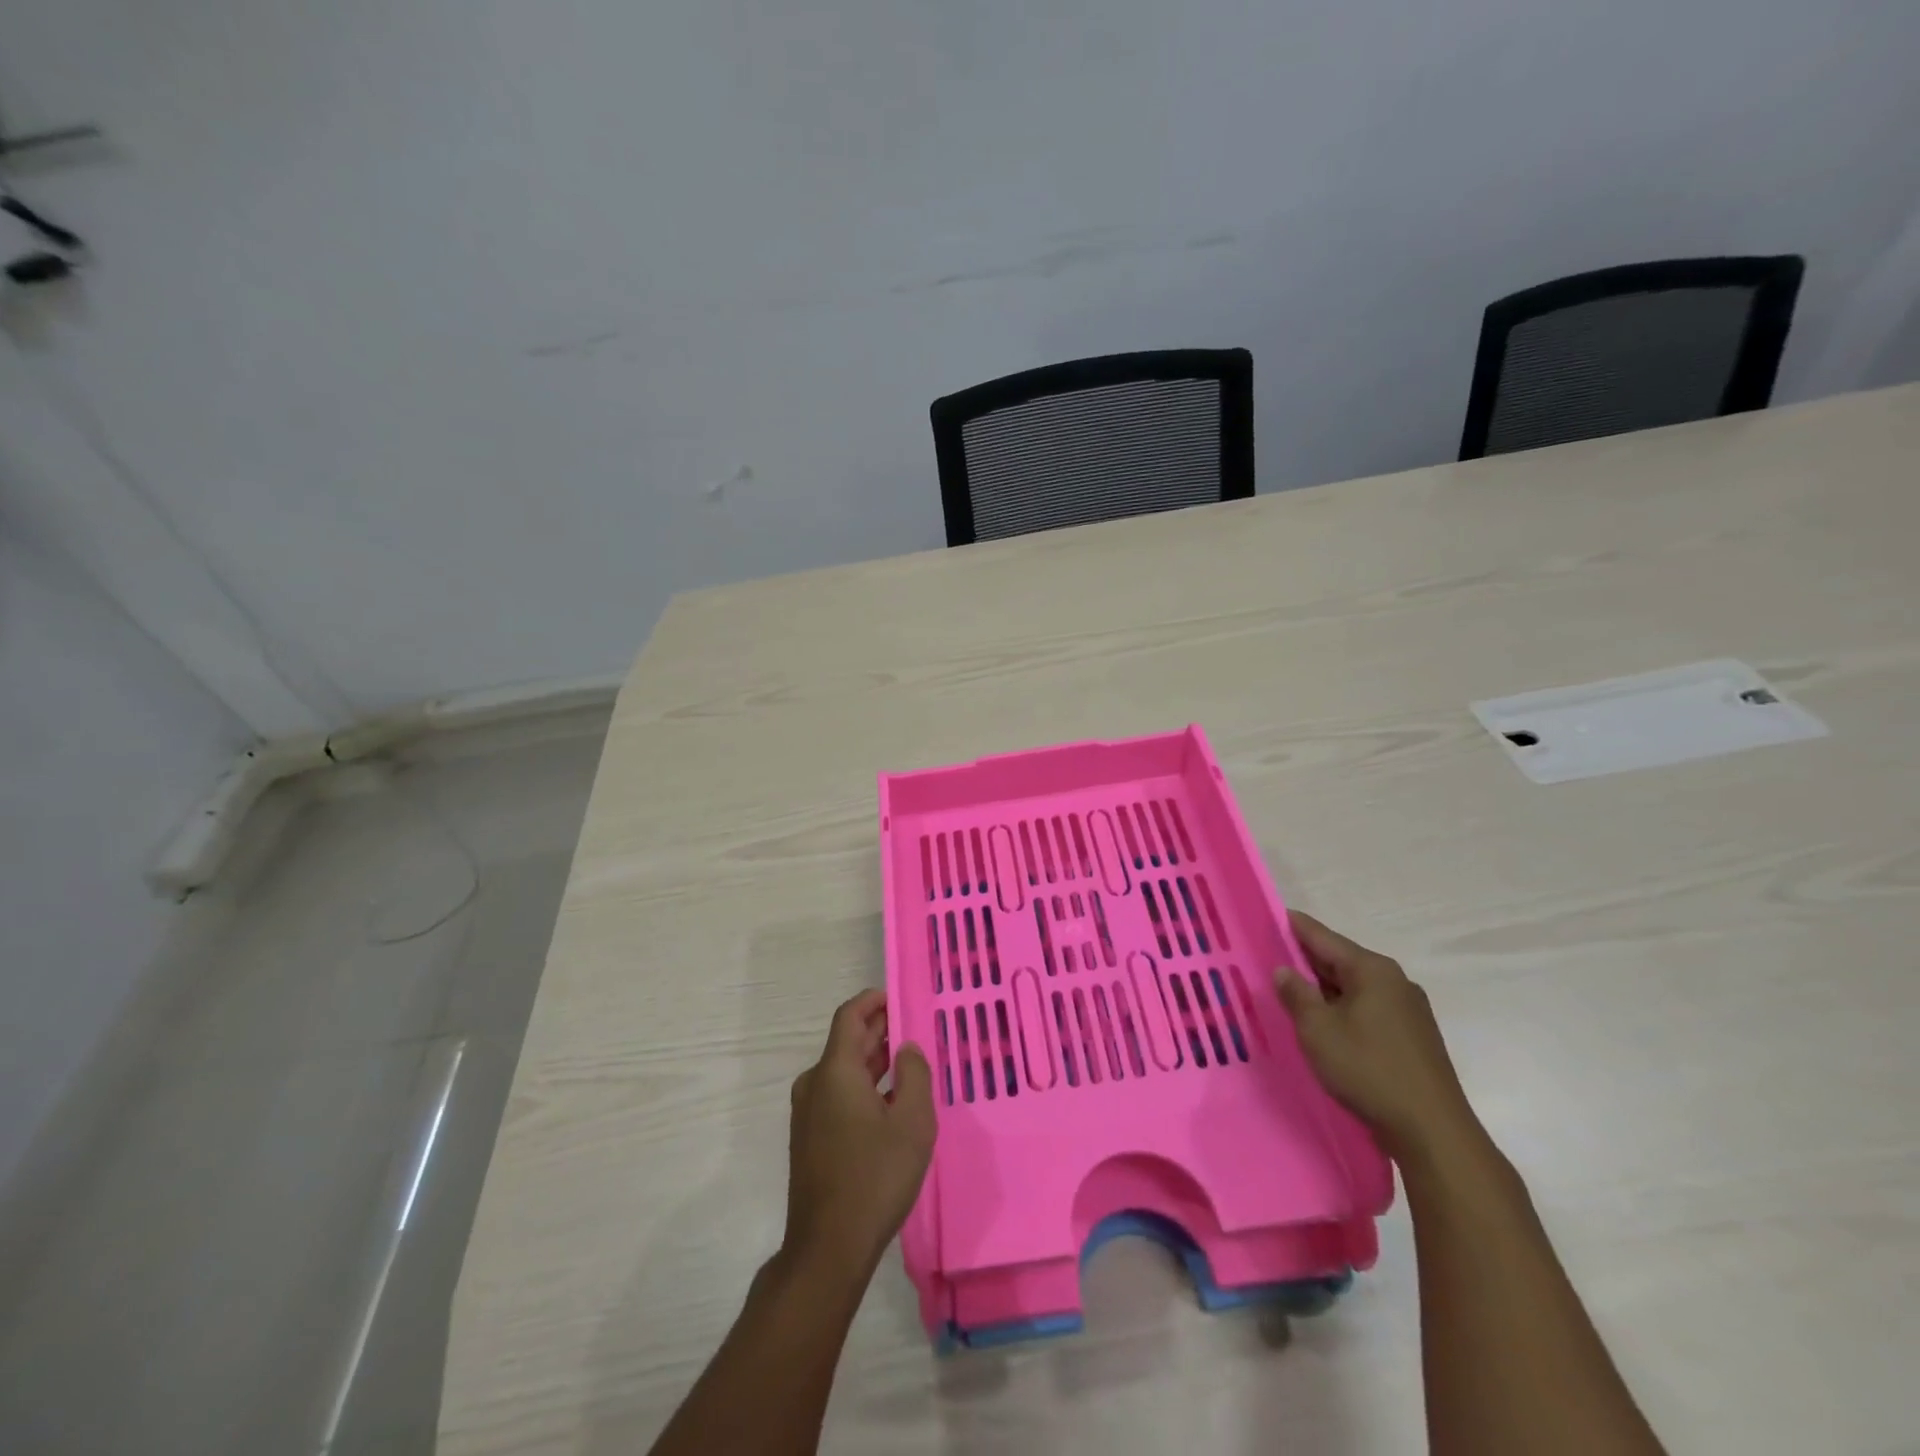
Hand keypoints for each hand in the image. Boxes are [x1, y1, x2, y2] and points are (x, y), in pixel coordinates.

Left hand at [783, 990, 936, 1282]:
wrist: (828, 1248)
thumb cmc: (875, 1177)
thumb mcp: (912, 1123)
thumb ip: (915, 1075)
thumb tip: (906, 1048)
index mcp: (835, 1071)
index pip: (850, 1016)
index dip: (874, 1001)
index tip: (900, 998)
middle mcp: (815, 1084)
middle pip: (846, 1042)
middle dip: (879, 1030)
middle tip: (913, 1028)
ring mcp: (808, 1113)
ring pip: (843, 1071)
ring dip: (873, 1061)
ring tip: (909, 1063)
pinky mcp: (810, 1138)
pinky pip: (838, 1095)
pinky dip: (863, 1086)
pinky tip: (890, 1103)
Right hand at [1276, 912, 1482, 1162]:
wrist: (1433, 1132)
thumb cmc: (1368, 1070)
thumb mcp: (1317, 1030)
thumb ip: (1296, 994)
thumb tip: (1284, 970)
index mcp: (1372, 970)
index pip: (1322, 936)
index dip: (1292, 926)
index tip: (1267, 917)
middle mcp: (1394, 981)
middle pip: (1340, 960)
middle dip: (1305, 960)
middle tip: (1268, 958)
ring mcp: (1408, 1010)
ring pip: (1354, 987)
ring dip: (1323, 989)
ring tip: (1290, 992)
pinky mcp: (1413, 1037)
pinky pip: (1368, 1009)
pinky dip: (1342, 1009)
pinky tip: (1325, 1023)